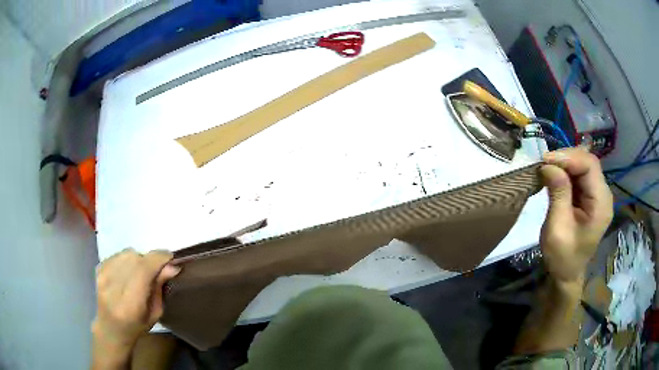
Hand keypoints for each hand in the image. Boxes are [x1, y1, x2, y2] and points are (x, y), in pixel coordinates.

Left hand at [92, 249, 180, 350]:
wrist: (110, 328)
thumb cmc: (137, 326)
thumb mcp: (155, 313)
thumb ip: (160, 287)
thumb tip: (172, 266)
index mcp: (130, 304)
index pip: (143, 270)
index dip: (159, 259)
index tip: (171, 257)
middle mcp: (113, 287)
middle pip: (135, 258)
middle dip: (150, 260)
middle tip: (156, 270)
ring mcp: (103, 276)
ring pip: (127, 253)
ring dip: (138, 259)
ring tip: (140, 272)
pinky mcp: (98, 269)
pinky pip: (118, 254)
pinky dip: (127, 259)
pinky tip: (128, 272)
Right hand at [540, 148, 612, 284]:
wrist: (567, 275)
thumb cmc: (562, 257)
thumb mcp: (557, 228)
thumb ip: (558, 194)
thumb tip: (548, 165)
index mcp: (601, 204)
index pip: (590, 165)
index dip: (568, 157)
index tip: (545, 161)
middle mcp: (604, 195)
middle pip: (588, 163)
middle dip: (566, 158)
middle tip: (544, 164)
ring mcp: (598, 195)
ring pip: (583, 166)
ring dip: (565, 164)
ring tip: (546, 169)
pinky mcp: (591, 197)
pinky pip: (580, 176)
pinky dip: (566, 172)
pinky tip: (555, 177)